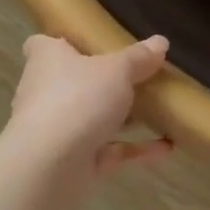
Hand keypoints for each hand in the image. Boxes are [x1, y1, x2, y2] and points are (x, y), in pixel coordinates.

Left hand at [5, 34, 172, 179]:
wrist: (48, 168)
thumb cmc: (77, 99)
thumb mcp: (117, 70)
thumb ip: (139, 58)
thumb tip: (161, 41)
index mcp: (47, 60)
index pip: (42, 44)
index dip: (61, 42)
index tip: (86, 41)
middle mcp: (46, 92)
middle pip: (73, 81)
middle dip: (102, 81)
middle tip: (137, 75)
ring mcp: (57, 130)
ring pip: (92, 118)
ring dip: (123, 118)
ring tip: (159, 110)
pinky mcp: (71, 163)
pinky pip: (108, 150)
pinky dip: (134, 148)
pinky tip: (166, 146)